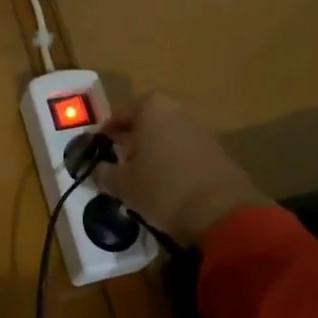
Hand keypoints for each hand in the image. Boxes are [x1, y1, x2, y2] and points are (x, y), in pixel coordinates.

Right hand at [95, 91, 269, 245]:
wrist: (221, 210)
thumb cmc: (163, 189)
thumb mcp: (124, 185)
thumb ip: (105, 174)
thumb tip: (96, 171)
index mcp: (151, 107)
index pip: (120, 115)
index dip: (106, 134)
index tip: (97, 151)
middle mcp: (177, 109)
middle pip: (146, 121)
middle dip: (131, 140)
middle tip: (118, 162)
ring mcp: (200, 127)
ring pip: (166, 134)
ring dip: (153, 150)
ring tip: (140, 176)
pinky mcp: (217, 148)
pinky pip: (185, 148)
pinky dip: (172, 160)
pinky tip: (166, 184)